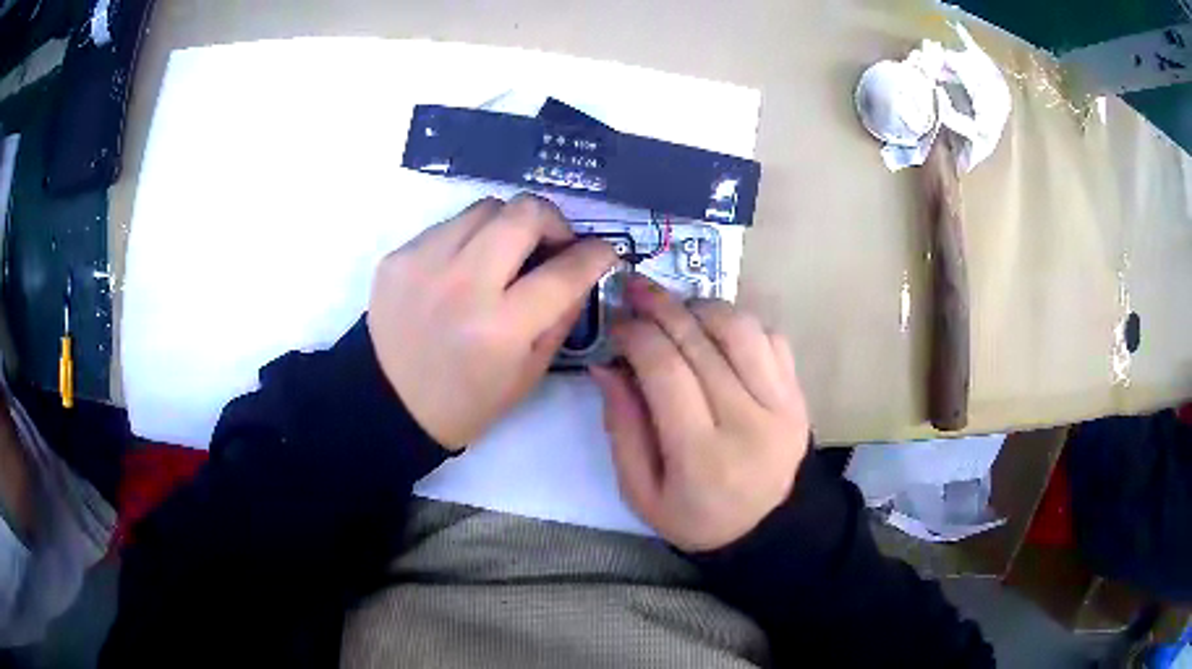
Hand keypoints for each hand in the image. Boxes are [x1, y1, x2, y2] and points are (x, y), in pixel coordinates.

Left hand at [367, 195, 617, 449]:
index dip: (597, 254)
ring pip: (487, 206)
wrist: (388, 403)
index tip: (604, 252)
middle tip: (552, 245)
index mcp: (501, 328)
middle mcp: (463, 284)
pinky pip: (450, 225)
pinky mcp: (399, 256)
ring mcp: (425, 263)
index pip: (566, 271)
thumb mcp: (528, 374)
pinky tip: (462, 270)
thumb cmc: (466, 401)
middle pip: (525, 212)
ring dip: (509, 225)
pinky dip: (469, 239)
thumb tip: (581, 272)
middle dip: (553, 221)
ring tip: (505, 255)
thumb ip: (562, 316)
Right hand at [590, 276, 809, 551]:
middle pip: (701, 342)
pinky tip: (718, 334)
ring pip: (741, 329)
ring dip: (703, 308)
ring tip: (678, 311)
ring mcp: (782, 404)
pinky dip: (740, 325)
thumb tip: (607, 366)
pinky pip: (771, 339)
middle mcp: (748, 421)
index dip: (636, 336)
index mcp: (702, 455)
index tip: (617, 324)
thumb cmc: (698, 519)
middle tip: (636, 292)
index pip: (666, 371)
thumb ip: (622, 429)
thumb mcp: (642, 493)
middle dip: (661, 307)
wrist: (770, 530)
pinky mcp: (799, 396)